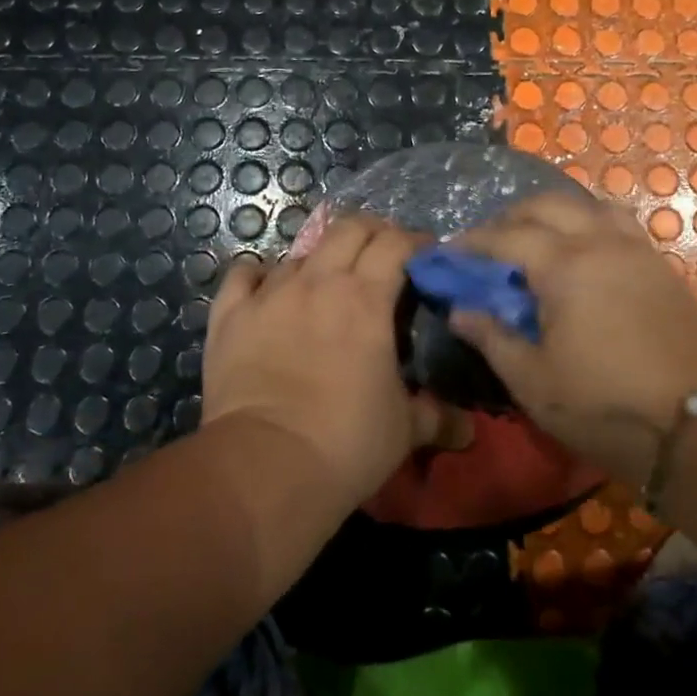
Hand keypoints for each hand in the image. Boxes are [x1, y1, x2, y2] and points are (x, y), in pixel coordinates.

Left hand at [203, 215, 466, 508]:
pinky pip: (243, 274)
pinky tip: (266, 288)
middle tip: (383, 254)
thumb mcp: (405, 430)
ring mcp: (269, 294)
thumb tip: (466, 428)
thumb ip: (438, 417)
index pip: (395, 244)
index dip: (414, 242)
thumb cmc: (346, 442)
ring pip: (299, 252)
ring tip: (327, 283)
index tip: (424, 256)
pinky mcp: (230, 315)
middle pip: (349, 229)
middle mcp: (318, 282)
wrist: (266, 467)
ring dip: (320, 259)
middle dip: (372, 232)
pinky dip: (259, 274)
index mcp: (366, 299)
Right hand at [448, 191, 696, 485]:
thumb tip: (460, 311)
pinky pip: (619, 224)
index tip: (449, 251)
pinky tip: (584, 254)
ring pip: (589, 206)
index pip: (507, 236)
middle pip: (548, 205)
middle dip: (511, 217)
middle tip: (489, 243)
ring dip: (555, 213)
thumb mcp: (534, 382)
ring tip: (538, 240)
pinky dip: (590, 224)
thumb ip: (493, 338)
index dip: (472, 242)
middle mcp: (601, 244)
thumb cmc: (605, 406)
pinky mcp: (662, 267)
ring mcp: (637, 251)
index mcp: (565, 267)